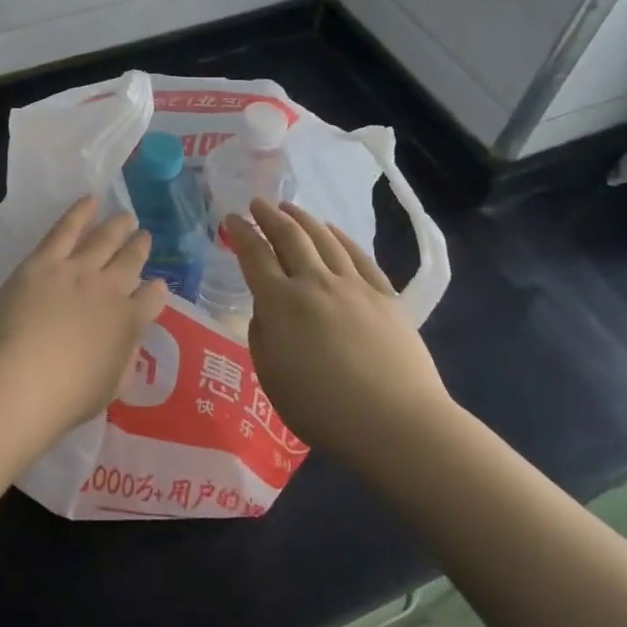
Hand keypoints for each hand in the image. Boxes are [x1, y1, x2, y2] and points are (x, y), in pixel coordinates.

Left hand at [0, 196, 170, 454]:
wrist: (21, 381)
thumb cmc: (65, 398)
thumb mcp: (110, 388)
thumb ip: (124, 361)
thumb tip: (129, 344)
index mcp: (129, 323)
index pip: (152, 299)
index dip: (156, 291)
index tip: (156, 285)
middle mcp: (110, 289)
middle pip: (131, 260)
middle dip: (140, 247)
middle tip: (143, 236)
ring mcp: (78, 270)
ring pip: (104, 238)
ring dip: (118, 225)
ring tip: (126, 217)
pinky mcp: (45, 261)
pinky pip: (67, 228)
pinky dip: (81, 211)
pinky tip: (91, 199)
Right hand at [227, 198, 453, 463]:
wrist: (395, 423)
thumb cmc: (322, 410)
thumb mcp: (271, 378)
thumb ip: (262, 336)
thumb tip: (266, 310)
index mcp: (280, 303)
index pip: (255, 255)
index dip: (241, 233)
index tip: (231, 218)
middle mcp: (314, 283)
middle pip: (290, 237)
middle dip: (270, 216)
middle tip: (258, 203)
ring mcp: (353, 286)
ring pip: (324, 239)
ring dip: (303, 219)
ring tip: (290, 208)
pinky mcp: (385, 296)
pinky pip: (358, 255)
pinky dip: (341, 237)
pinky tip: (332, 231)